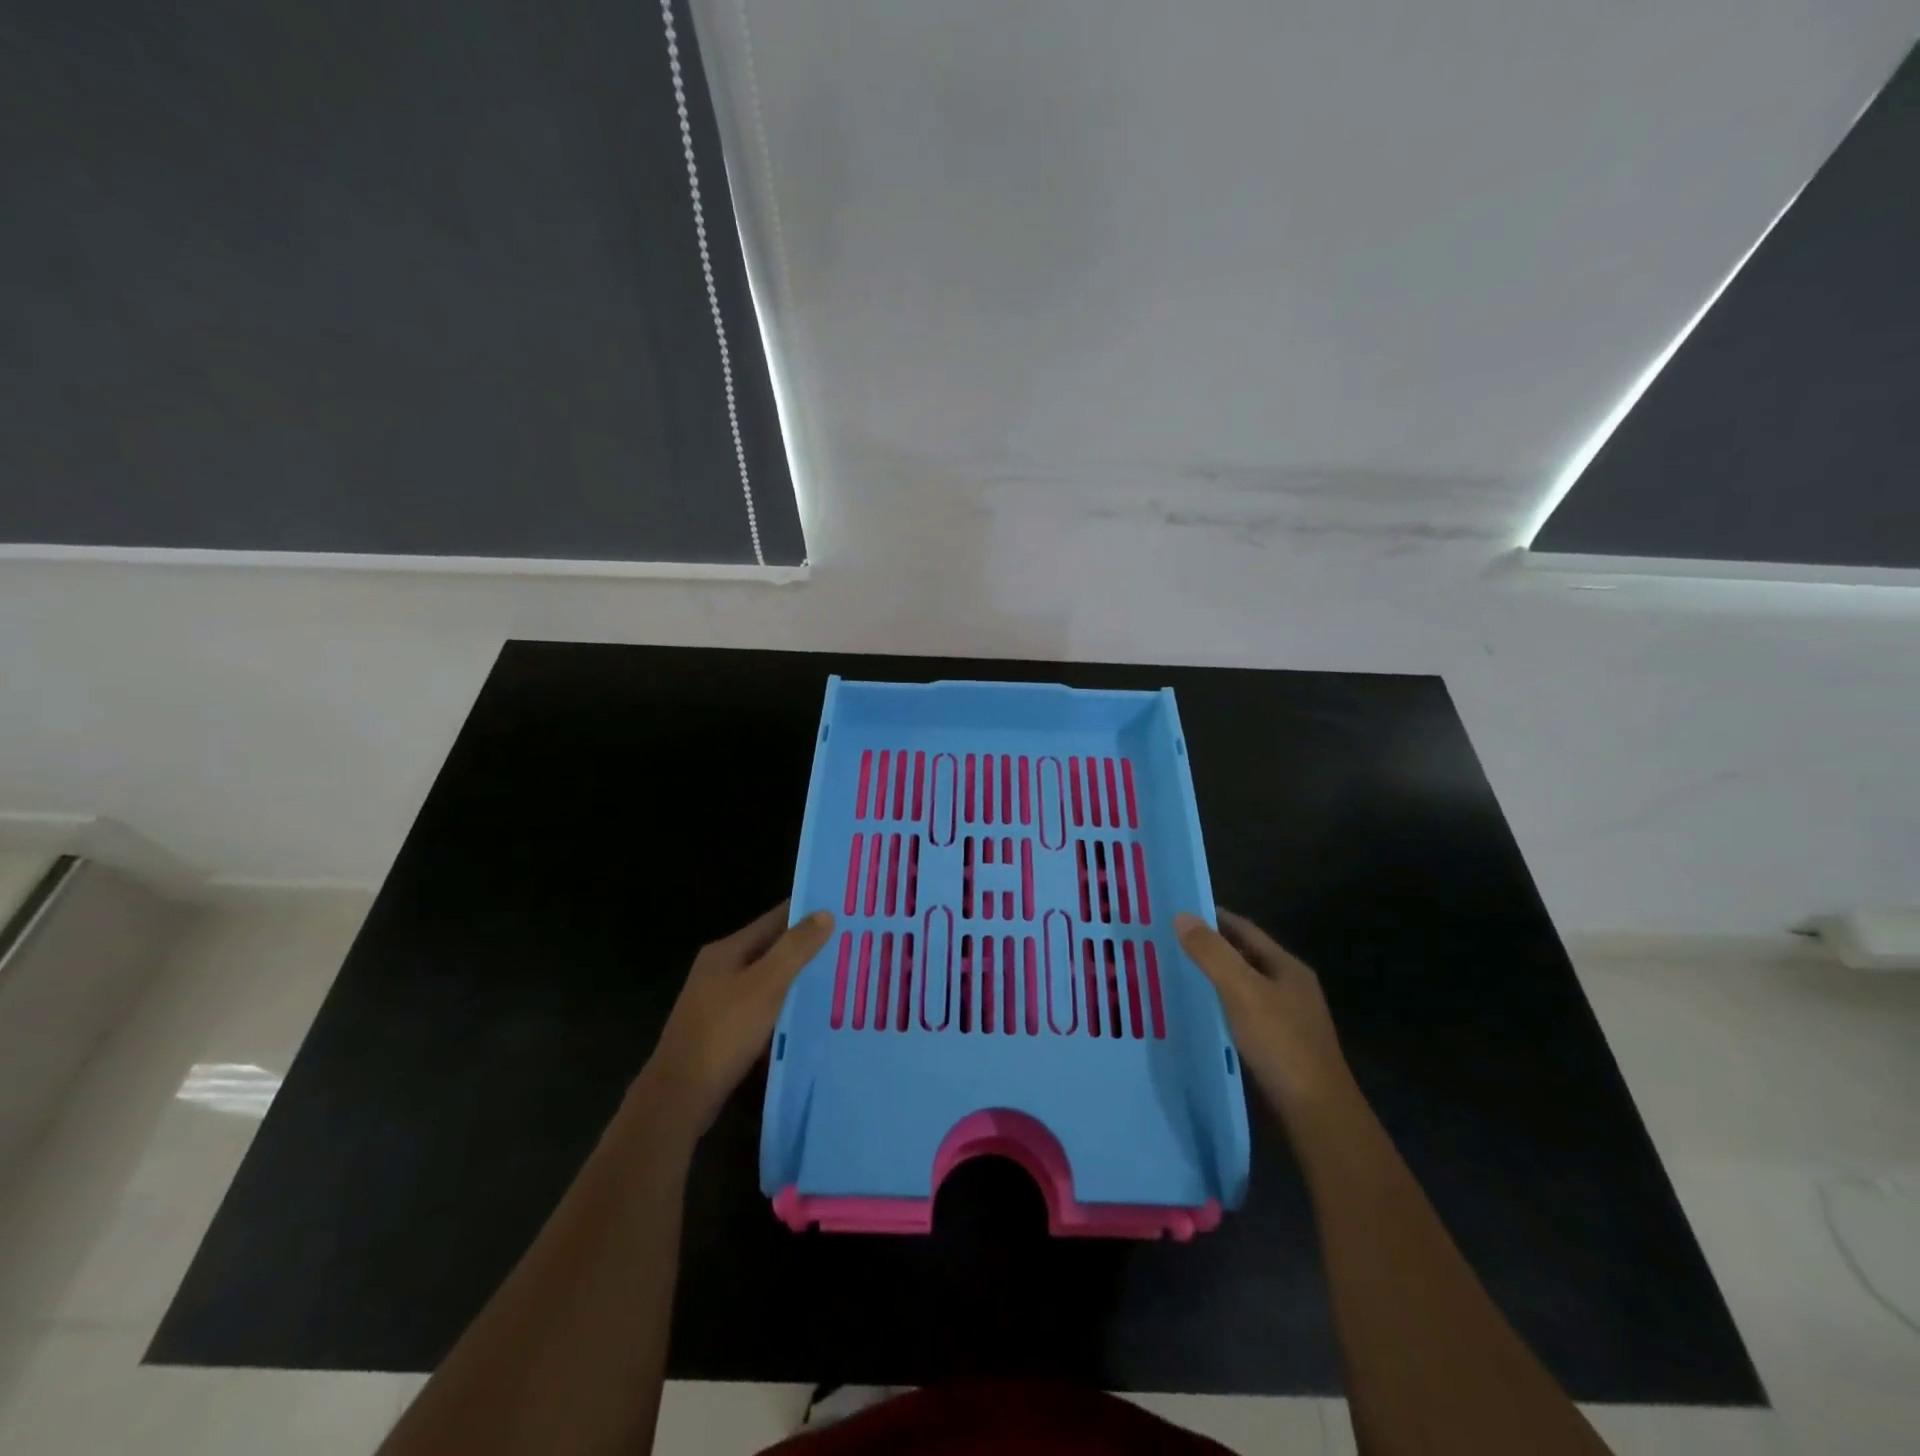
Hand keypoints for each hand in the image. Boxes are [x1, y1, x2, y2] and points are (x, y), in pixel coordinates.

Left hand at [634, 902, 834, 1137]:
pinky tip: (807, 1018)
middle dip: (805, 948)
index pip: (774, 919)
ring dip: (796, 980)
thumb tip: (824, 913)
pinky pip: (760, 1008)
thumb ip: (795, 949)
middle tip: (848, 946)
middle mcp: (719, 969)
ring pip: (766, 981)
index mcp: (726, 950)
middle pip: (770, 949)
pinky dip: (783, 1008)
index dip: (806, 913)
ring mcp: (717, 1001)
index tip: (841, 910)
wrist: (679, 1096)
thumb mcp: (766, 985)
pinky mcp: (721, 1030)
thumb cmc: (724, 1032)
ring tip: (837, 980)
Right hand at [1176, 908, 1353, 1122]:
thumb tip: (1182, 916)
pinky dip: (1221, 1006)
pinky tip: (1199, 1014)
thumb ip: (1212, 953)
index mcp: (1288, 967)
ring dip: (1214, 978)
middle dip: (1211, 947)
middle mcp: (1291, 988)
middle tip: (1169, 942)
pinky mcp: (1280, 1046)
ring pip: (1244, 986)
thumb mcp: (1242, 991)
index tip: (1178, 912)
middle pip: (1245, 956)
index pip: (1245, 929)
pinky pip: (1243, 1013)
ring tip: (1176, 974)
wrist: (1316, 1112)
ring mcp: (1288, 1018)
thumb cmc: (1281, 1043)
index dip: (1213, 917)